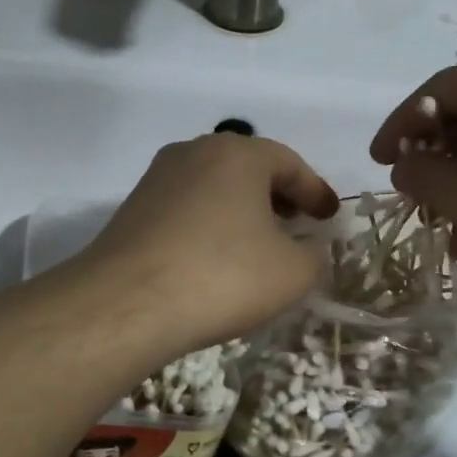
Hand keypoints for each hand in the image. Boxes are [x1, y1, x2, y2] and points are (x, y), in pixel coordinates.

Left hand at [81, 133, 338, 353]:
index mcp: (238, 154)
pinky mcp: (132, 210)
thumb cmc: (222, 276)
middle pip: (248, 169)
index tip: (330, 216)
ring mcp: (157, 179)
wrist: (127, 303)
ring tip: (257, 243)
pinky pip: (186, 209)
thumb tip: (305, 249)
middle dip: (278, 196)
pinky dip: (210, 225)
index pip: (290, 164)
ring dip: (241, 210)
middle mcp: (194, 153)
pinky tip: (215, 257)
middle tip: (297, 224)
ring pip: (214, 188)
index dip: (315, 191)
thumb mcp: (292, 273)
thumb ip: (313, 255)